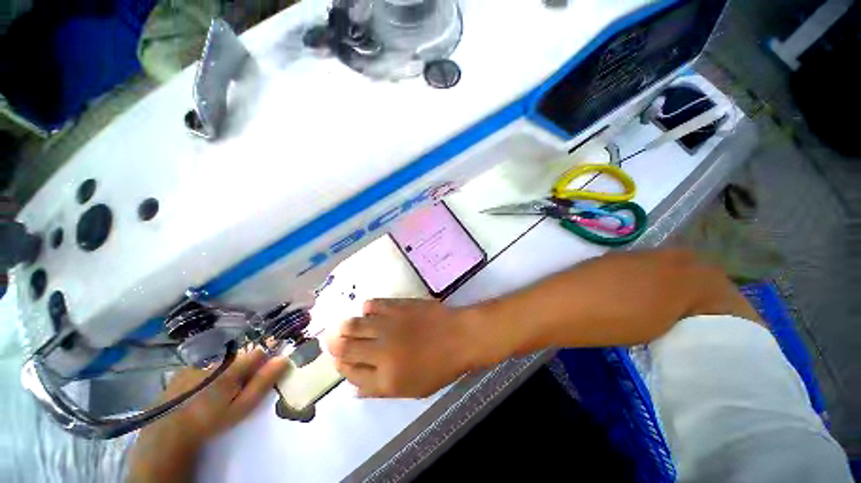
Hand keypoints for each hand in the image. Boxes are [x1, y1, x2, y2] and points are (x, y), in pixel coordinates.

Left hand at [128, 349, 288, 481]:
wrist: (168, 431)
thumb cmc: (211, 420)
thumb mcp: (242, 406)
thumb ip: (264, 382)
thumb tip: (284, 358)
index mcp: (234, 366)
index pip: (260, 351)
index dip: (266, 359)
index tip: (267, 370)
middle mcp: (218, 359)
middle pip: (242, 355)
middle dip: (247, 366)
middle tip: (242, 387)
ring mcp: (199, 363)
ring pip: (225, 360)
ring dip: (229, 370)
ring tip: (222, 391)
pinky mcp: (185, 369)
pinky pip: (207, 365)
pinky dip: (212, 373)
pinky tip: (205, 389)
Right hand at [325, 299, 479, 397]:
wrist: (459, 336)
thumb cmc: (440, 367)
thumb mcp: (411, 389)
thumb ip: (378, 389)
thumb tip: (353, 388)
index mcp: (385, 378)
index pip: (350, 374)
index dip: (341, 367)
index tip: (339, 361)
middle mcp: (381, 351)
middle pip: (345, 348)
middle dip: (335, 345)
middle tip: (333, 340)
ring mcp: (389, 325)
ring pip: (353, 325)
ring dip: (345, 326)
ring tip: (344, 326)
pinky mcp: (397, 306)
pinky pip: (372, 305)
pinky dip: (366, 309)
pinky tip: (368, 311)